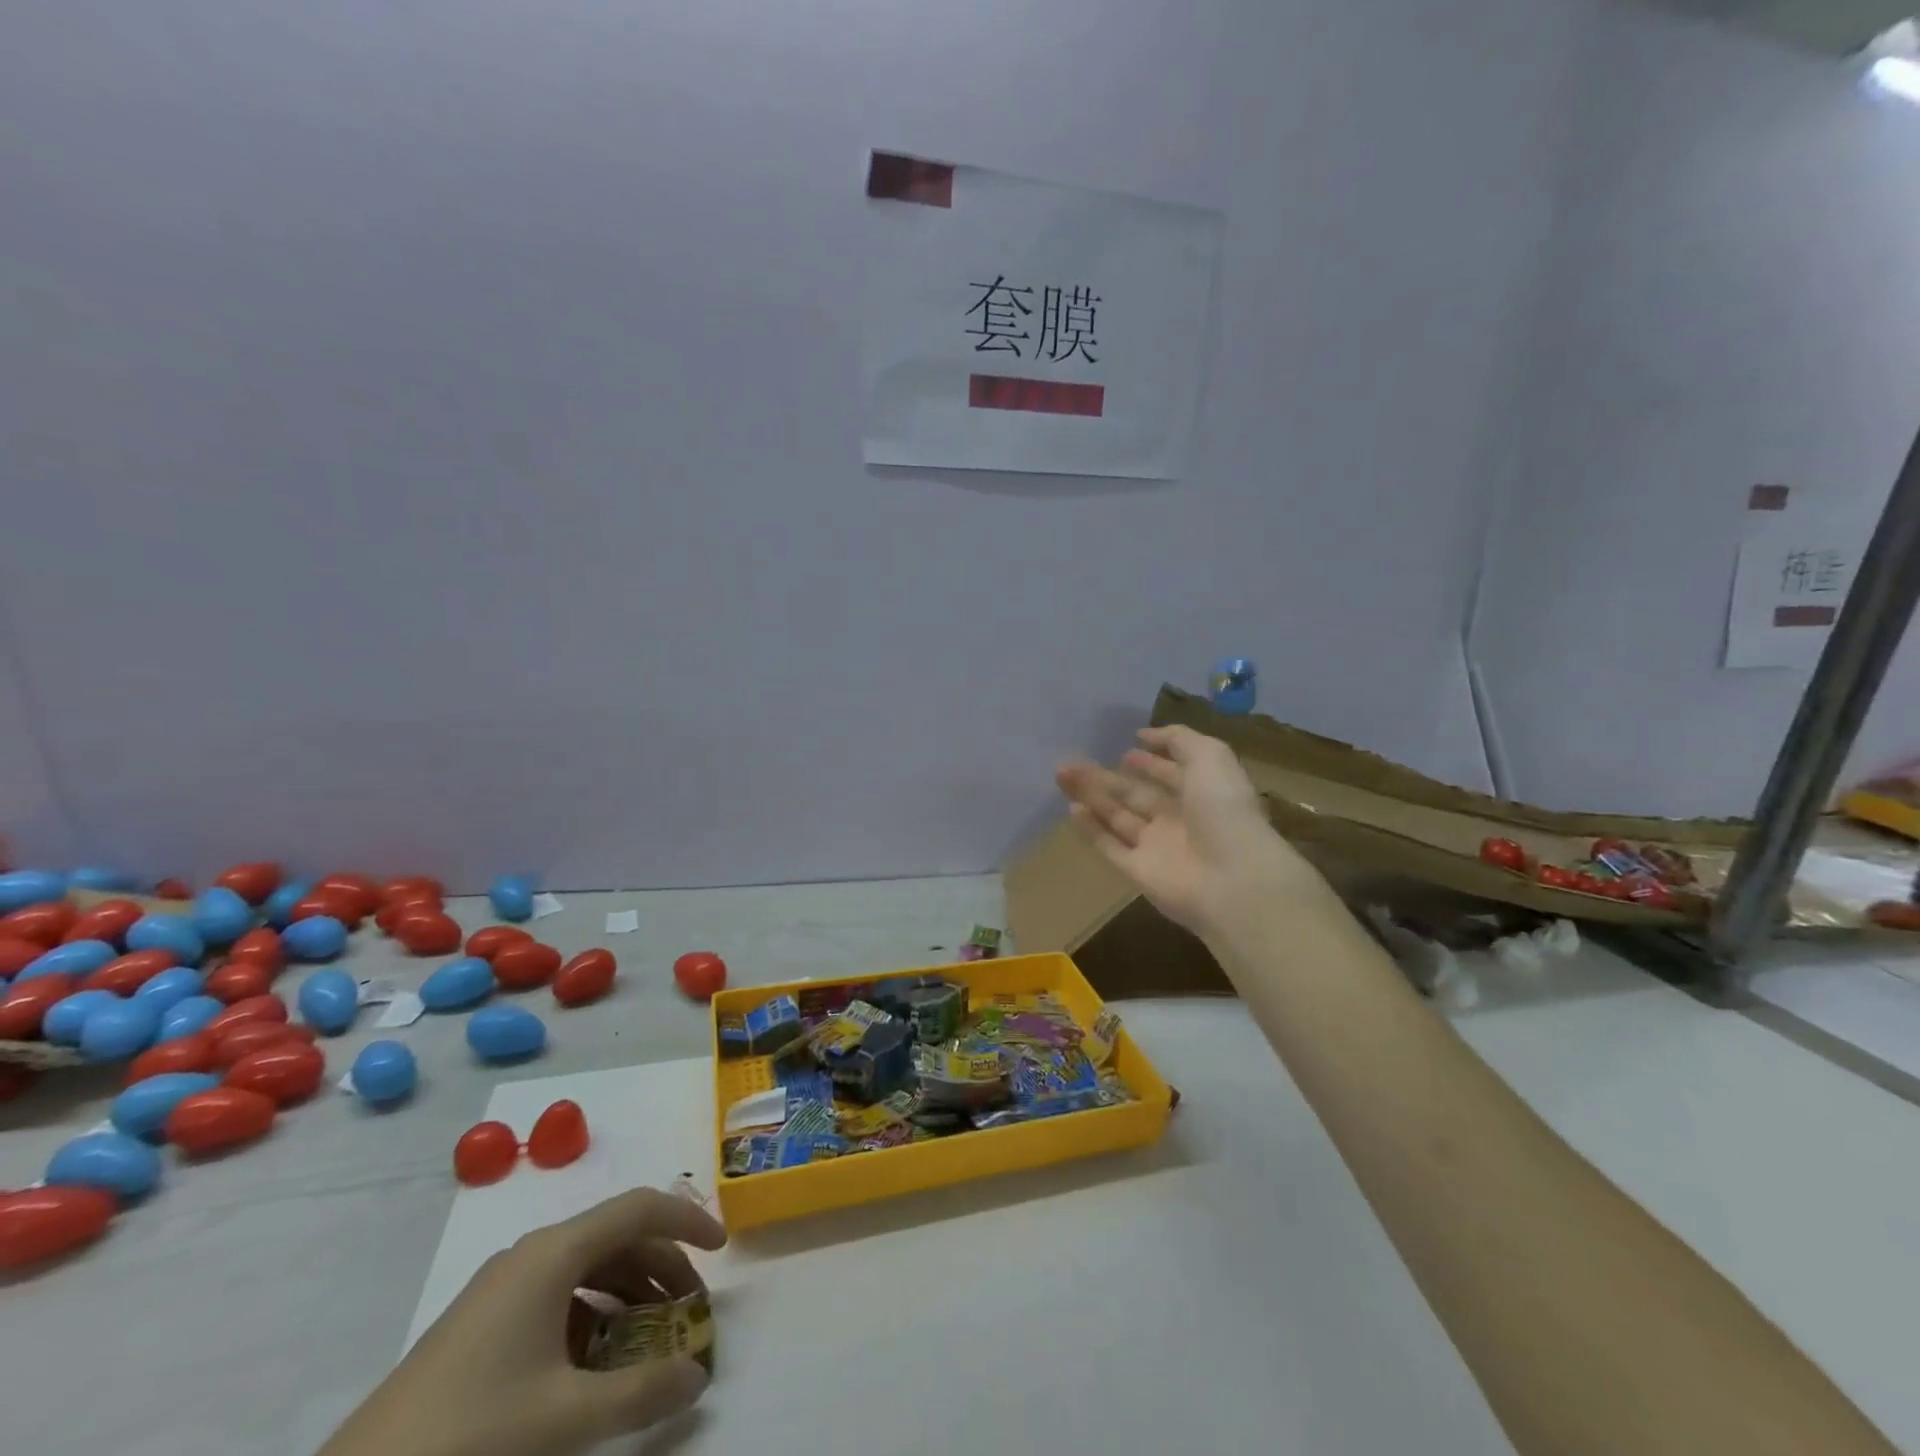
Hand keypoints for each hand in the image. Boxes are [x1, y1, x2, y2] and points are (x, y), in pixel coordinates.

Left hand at [320, 1189, 727, 1455]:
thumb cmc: (471, 1433)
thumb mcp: (565, 1419)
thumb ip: (641, 1394)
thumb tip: (697, 1376)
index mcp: (553, 1253)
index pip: (639, 1208)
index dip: (688, 1220)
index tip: (723, 1250)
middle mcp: (532, 1255)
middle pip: (617, 1236)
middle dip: (663, 1265)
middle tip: (692, 1309)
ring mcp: (502, 1288)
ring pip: (587, 1267)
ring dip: (629, 1292)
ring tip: (651, 1336)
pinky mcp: (482, 1324)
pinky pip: (557, 1297)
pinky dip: (592, 1316)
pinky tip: (595, 1364)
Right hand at [1055, 725, 1319, 939]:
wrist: (1231, 879)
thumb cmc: (1224, 810)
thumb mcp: (1210, 757)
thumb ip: (1178, 739)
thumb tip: (1144, 735)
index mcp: (1201, 793)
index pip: (1171, 774)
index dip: (1151, 762)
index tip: (1126, 749)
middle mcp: (1178, 820)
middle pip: (1136, 795)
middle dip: (1107, 777)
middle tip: (1073, 761)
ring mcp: (1157, 847)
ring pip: (1116, 817)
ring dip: (1091, 796)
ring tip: (1062, 774)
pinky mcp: (1138, 872)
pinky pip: (1109, 846)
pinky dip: (1090, 829)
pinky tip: (1071, 809)